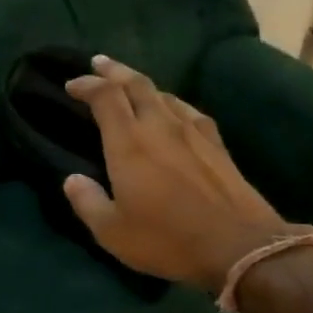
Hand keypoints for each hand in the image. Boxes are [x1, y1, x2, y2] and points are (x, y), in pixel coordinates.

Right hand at [62, 56, 293, 290]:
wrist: (239, 247)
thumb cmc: (167, 240)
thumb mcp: (112, 231)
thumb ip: (87, 202)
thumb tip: (72, 180)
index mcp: (129, 143)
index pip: (105, 97)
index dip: (87, 84)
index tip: (72, 85)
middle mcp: (160, 127)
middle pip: (136, 84)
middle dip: (114, 71)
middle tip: (98, 64)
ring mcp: (193, 132)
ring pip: (164, 94)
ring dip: (142, 84)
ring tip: (130, 85)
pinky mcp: (216, 144)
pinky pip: (188, 110)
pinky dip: (171, 103)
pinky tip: (173, 109)